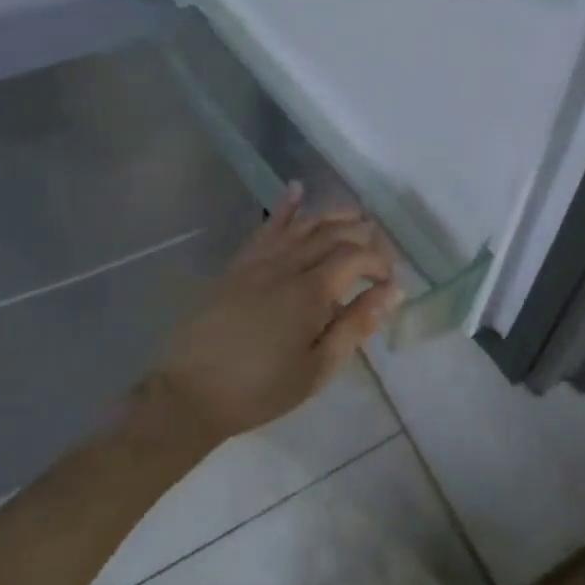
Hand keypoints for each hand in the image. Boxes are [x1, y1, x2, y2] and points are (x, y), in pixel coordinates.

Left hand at [146, 185, 400, 445]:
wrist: (191, 394)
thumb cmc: (262, 388)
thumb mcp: (318, 367)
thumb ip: (357, 324)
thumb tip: (393, 291)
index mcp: (310, 292)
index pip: (355, 256)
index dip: (380, 261)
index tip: (391, 280)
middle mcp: (286, 265)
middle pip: (332, 233)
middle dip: (363, 234)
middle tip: (381, 250)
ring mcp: (259, 261)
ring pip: (303, 224)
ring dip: (333, 214)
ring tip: (357, 214)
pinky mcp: (238, 265)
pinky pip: (266, 227)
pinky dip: (284, 207)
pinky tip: (296, 189)